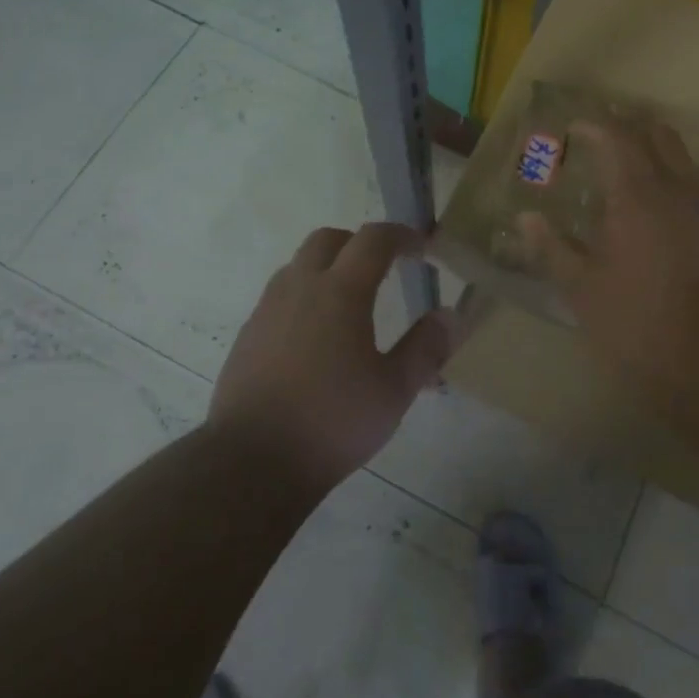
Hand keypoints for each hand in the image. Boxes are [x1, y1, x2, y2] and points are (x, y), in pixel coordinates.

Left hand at [207, 223, 458, 492]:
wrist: (250, 462)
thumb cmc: (332, 422)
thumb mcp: (394, 391)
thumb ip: (425, 348)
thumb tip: (451, 316)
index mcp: (340, 291)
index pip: (373, 239)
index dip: (401, 235)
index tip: (422, 246)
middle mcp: (300, 287)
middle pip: (329, 239)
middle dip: (360, 243)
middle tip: (384, 267)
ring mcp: (268, 309)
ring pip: (300, 264)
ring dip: (329, 267)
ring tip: (351, 302)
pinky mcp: (248, 335)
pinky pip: (281, 295)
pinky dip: (305, 296)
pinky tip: (316, 336)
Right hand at [521, 120, 698, 419]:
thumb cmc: (640, 322)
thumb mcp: (583, 290)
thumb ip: (553, 249)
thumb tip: (527, 218)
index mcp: (637, 193)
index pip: (617, 137)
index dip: (594, 125)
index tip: (574, 129)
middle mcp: (677, 187)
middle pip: (657, 133)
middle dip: (627, 125)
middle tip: (600, 137)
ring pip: (681, 155)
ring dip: (653, 147)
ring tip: (626, 165)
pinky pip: (696, 181)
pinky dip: (673, 174)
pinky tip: (657, 204)